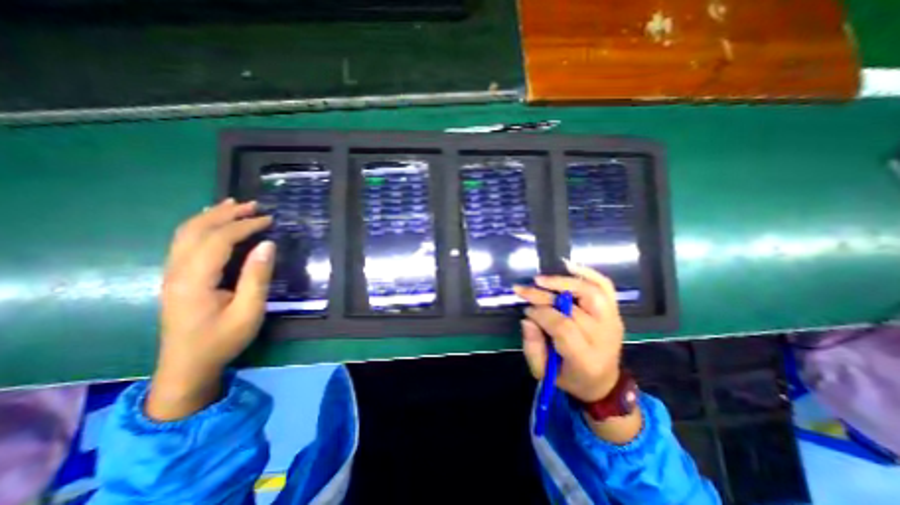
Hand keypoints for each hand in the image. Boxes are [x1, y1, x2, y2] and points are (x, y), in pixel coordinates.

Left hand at [146, 199, 273, 419]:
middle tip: (254, 205)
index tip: (269, 220)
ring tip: (235, 205)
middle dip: (226, 214)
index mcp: (194, 280)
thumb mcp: (249, 312)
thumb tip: (267, 245)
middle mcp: (177, 271)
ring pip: (186, 234)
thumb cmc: (222, 340)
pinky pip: (185, 242)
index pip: (218, 240)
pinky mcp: (177, 277)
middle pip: (196, 231)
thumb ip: (257, 277)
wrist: (186, 367)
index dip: (244, 226)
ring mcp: (173, 273)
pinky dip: (202, 226)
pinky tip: (214, 223)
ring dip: (211, 216)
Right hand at [514, 259, 627, 402]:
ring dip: (564, 282)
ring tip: (542, 280)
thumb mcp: (543, 372)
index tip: (526, 310)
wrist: (602, 381)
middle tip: (524, 290)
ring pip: (591, 292)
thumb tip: (527, 317)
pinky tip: (569, 265)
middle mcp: (604, 337)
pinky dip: (588, 273)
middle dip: (544, 296)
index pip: (563, 327)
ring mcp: (613, 321)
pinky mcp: (615, 311)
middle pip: (574, 308)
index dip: (541, 314)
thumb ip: (532, 346)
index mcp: (586, 358)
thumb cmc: (569, 377)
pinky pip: (605, 286)